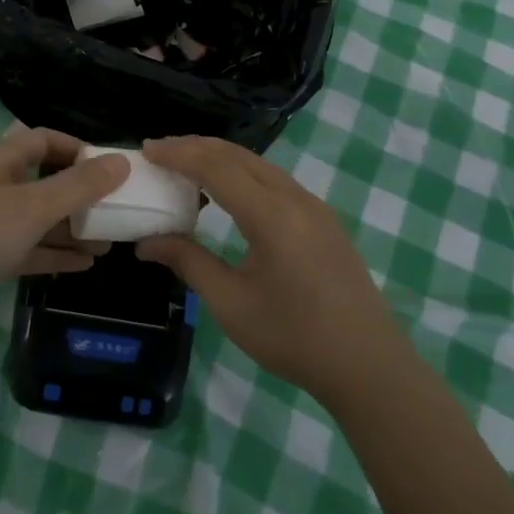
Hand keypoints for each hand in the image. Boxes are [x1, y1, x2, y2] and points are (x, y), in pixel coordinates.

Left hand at [0, 129, 129, 334]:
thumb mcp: (34, 207)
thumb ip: (79, 186)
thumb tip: (122, 161)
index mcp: (2, 161)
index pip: (45, 140)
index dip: (78, 149)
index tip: (110, 169)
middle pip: (45, 181)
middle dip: (81, 196)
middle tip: (116, 211)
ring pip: (38, 219)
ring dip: (71, 229)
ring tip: (109, 243)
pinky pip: (27, 248)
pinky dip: (53, 254)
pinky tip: (84, 265)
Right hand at [135, 136, 396, 399]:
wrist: (368, 365)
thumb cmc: (293, 337)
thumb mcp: (231, 303)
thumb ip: (188, 262)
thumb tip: (145, 242)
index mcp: (271, 215)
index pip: (216, 167)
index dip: (178, 154)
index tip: (145, 149)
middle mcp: (295, 199)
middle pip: (238, 156)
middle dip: (195, 147)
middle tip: (158, 151)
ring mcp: (314, 207)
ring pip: (259, 165)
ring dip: (220, 159)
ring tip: (185, 167)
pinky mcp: (324, 220)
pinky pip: (275, 181)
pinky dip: (243, 174)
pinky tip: (227, 193)